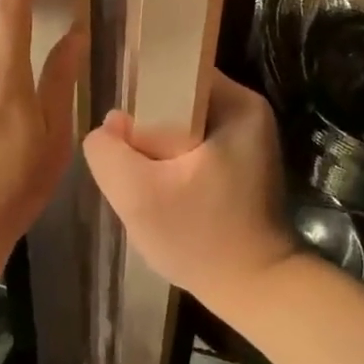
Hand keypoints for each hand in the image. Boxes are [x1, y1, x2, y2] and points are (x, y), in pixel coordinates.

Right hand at [82, 72, 298, 313]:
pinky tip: (163, 195)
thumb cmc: (201, 239)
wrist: (256, 291)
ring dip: (157, 152)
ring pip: (180, 127)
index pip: (174, 72)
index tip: (122, 134)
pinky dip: (172, 166)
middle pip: (175, 101)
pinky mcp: (241, 165)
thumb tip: (110, 126)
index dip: (139, 96)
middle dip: (146, 130)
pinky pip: (192, 149)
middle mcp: (247, 112)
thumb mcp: (138, 195)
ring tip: (144, 184)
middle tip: (131, 167)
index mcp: (236, 103)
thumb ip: (108, 152)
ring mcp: (246, 140)